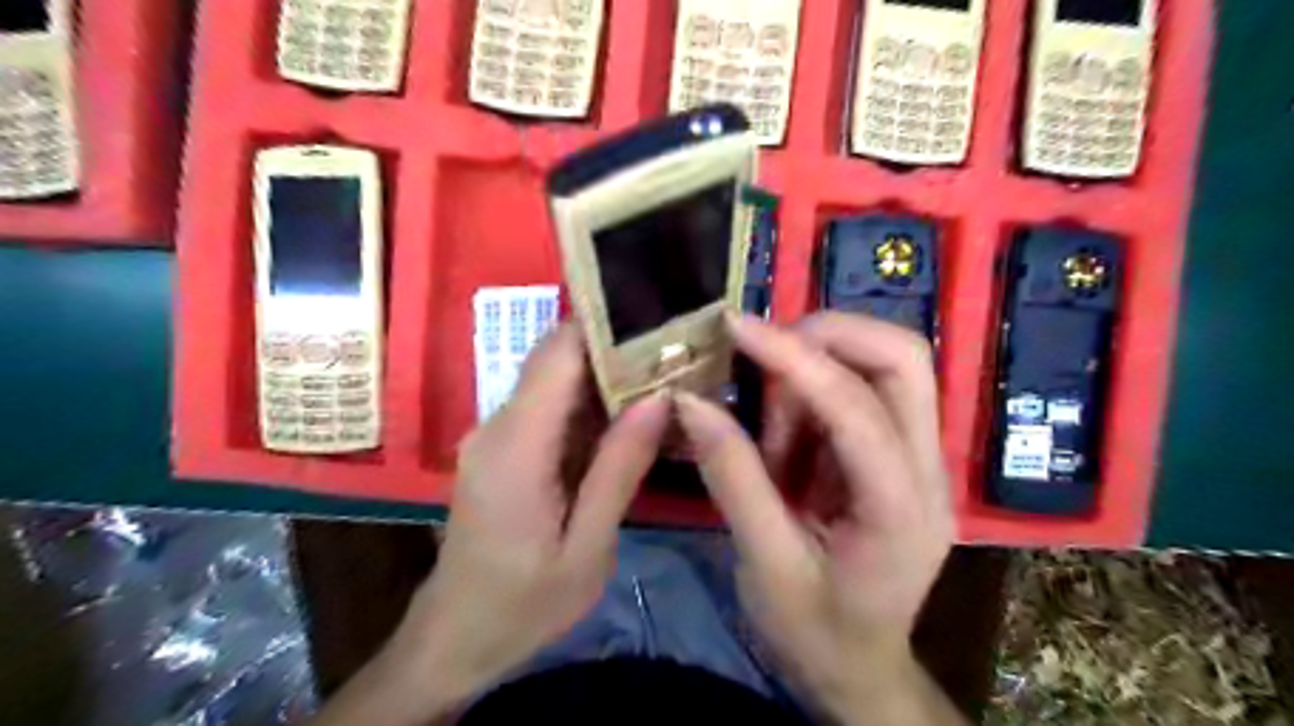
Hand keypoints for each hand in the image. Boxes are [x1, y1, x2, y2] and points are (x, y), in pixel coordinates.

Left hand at [315, 329, 667, 724]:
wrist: (457, 637)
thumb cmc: (525, 603)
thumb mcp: (586, 547)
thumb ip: (619, 469)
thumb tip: (658, 399)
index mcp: (516, 445)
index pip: (558, 353)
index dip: (606, 328)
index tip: (661, 325)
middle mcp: (498, 425)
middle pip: (557, 359)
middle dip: (616, 351)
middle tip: (677, 357)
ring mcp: (496, 434)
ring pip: (555, 380)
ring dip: (607, 378)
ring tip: (665, 382)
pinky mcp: (502, 447)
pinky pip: (550, 409)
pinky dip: (591, 406)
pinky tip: (630, 420)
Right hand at [677, 311, 958, 725]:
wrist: (860, 668)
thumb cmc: (814, 632)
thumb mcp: (764, 563)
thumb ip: (732, 477)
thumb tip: (690, 401)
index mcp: (901, 510)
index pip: (857, 407)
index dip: (794, 357)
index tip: (736, 327)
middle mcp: (929, 469)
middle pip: (902, 359)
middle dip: (826, 337)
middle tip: (761, 355)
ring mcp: (923, 458)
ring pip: (890, 364)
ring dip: (819, 366)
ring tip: (772, 428)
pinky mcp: (902, 453)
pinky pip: (867, 388)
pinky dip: (818, 390)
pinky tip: (787, 437)